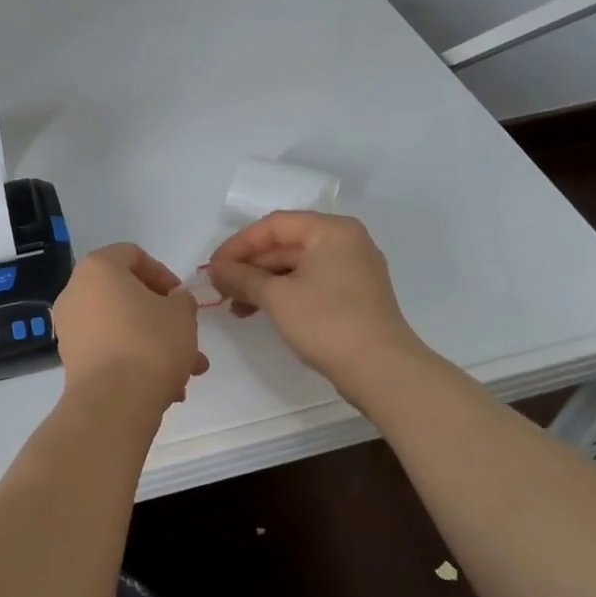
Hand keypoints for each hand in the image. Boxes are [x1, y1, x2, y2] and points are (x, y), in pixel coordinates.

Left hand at [53, 243, 209, 414]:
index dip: (163, 274)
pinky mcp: (72, 360)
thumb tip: (173, 302)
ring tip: (186, 372)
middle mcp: (76, 292)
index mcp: (98, 268)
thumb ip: (181, 300)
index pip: (133, 255)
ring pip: (121, 327)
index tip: (181, 298)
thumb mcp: (182, 314)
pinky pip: (110, 351)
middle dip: (162, 318)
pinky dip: (135, 362)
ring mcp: (70, 328)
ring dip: (155, 345)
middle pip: (126, 295)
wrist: (114, 402)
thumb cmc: (150, 343)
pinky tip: (165, 389)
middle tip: (187, 336)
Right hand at [206, 212, 422, 386]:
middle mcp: (345, 242)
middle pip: (285, 244)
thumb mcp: (277, 297)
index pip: (274, 225)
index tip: (213, 268)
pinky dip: (282, 294)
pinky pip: (308, 284)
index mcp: (331, 230)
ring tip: (234, 305)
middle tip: (219, 288)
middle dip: (249, 266)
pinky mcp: (352, 296)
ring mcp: (351, 270)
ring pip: (295, 267)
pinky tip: (257, 311)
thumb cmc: (327, 323)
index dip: (238, 244)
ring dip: (261, 283)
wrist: (382, 371)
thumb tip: (216, 270)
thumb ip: (242, 277)